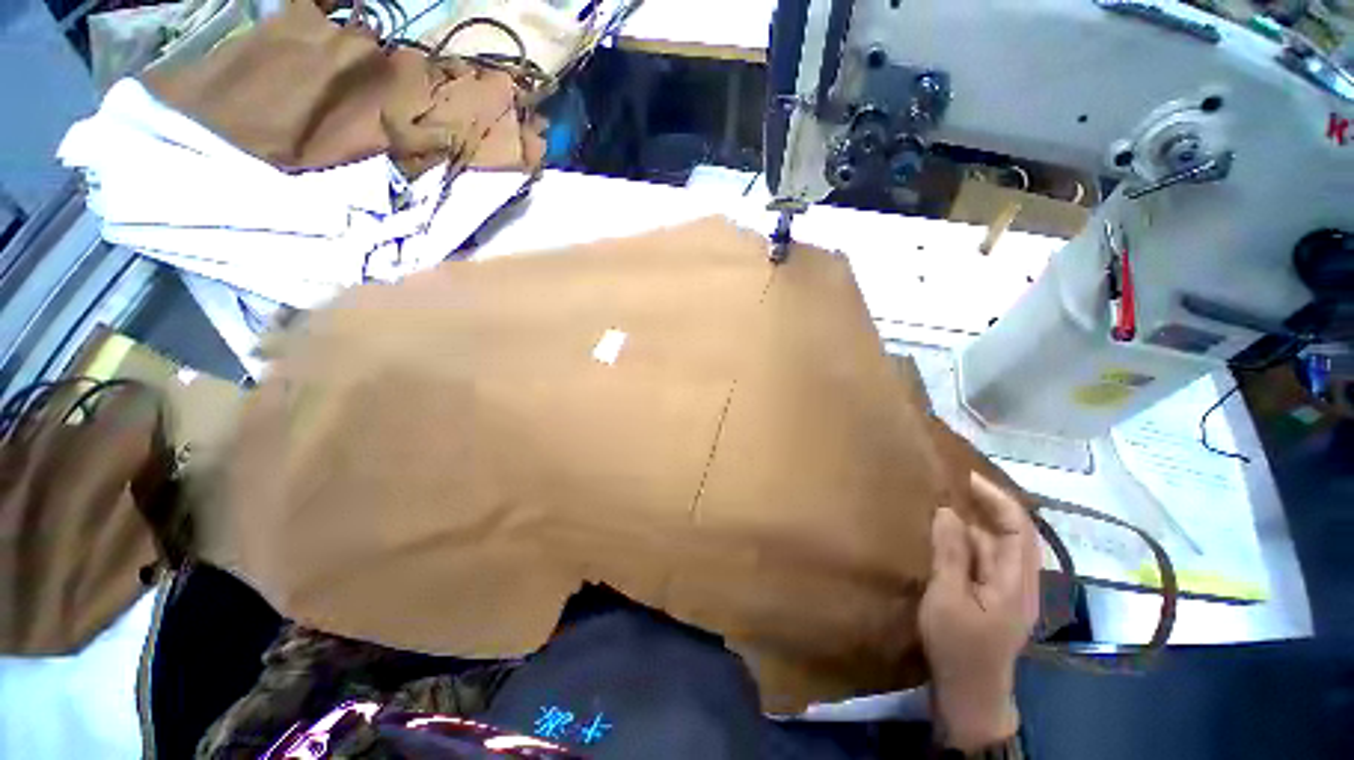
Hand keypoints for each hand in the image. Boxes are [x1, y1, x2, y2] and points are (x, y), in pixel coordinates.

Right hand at [919, 472, 1040, 751]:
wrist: (970, 695)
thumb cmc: (959, 647)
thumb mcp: (948, 598)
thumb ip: (951, 553)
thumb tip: (948, 511)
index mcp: (1016, 581)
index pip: (1018, 528)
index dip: (997, 498)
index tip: (966, 478)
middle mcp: (1019, 581)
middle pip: (1009, 534)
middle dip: (984, 507)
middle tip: (948, 487)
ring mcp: (1007, 592)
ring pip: (994, 547)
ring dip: (972, 525)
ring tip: (939, 507)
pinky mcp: (993, 599)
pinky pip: (983, 561)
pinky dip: (966, 543)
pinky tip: (943, 539)